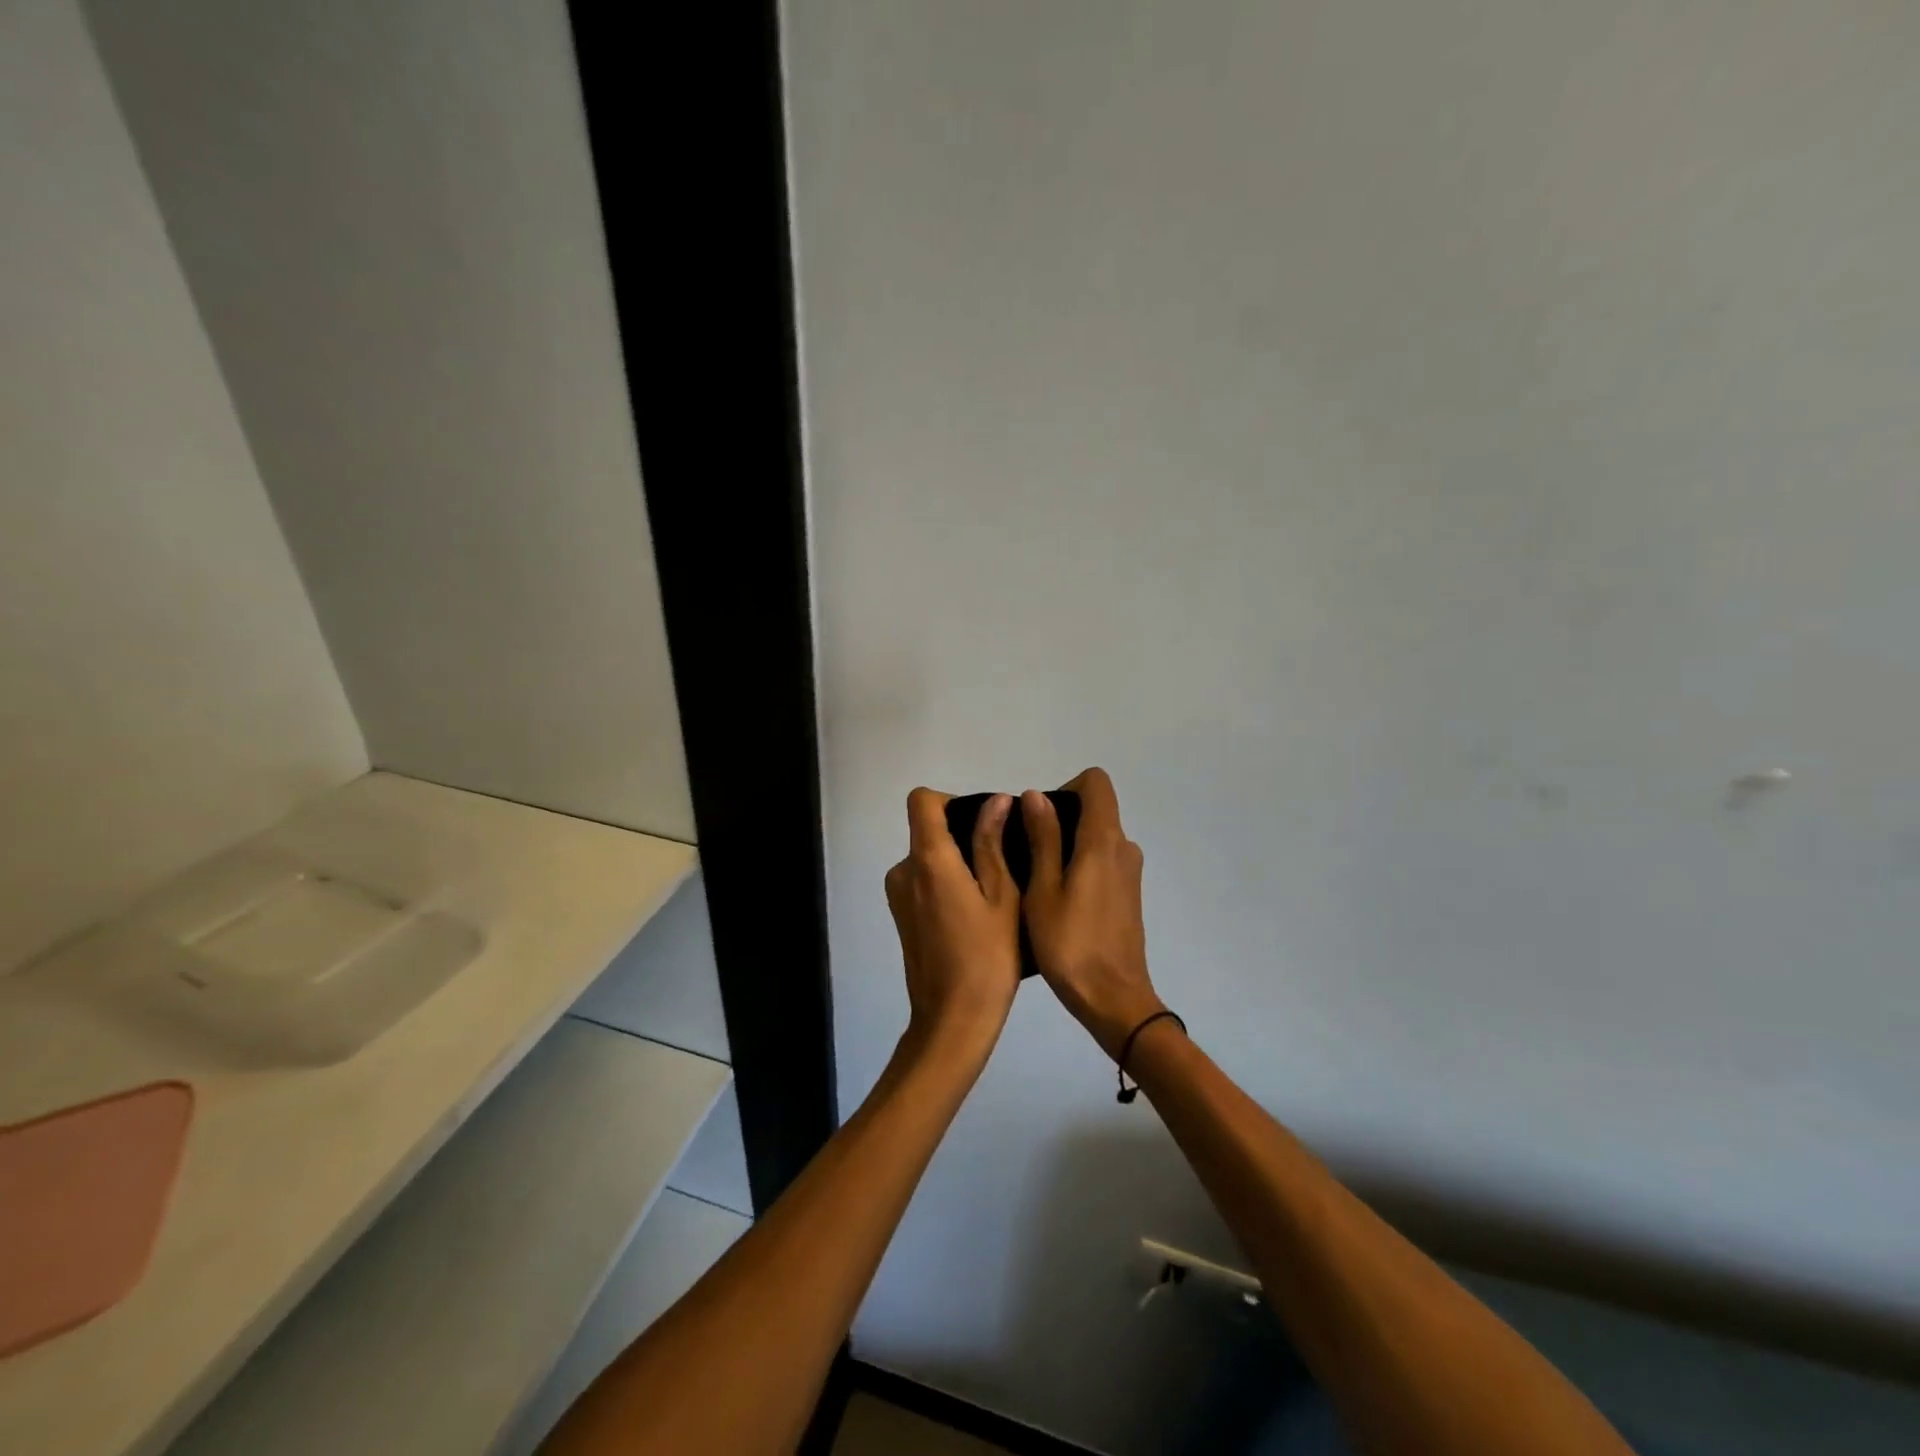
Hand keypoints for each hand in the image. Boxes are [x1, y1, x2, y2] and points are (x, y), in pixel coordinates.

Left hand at [884, 788, 1021, 1062]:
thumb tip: (996, 801)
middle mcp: (903, 870)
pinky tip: (974, 914)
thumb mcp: (1002, 896)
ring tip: (993, 892)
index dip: (951, 801)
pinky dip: (946, 883)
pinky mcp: (900, 916)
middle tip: (1003, 862)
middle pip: (927, 829)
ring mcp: (898, 895)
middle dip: (962, 835)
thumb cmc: (987, 957)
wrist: (953, 1020)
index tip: (983, 823)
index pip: (922, 800)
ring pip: (928, 858)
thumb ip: (992, 843)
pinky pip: (923, 881)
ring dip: (956, 863)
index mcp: (928, 860)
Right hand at [1022, 768, 1165, 1059]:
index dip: (1066, 788)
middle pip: (1095, 809)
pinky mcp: (1129, 895)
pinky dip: (1081, 866)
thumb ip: (1042, 838)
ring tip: (1037, 881)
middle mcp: (1123, 848)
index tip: (1039, 818)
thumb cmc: (1070, 944)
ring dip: (1068, 846)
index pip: (1096, 783)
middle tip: (1027, 854)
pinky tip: (1059, 901)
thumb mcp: (1043, 889)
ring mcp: (1130, 873)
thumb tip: (1036, 794)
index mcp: (1103, 840)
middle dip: (1060, 819)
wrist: (1113, 1000)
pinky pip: (1103, 862)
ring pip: (1097, 838)